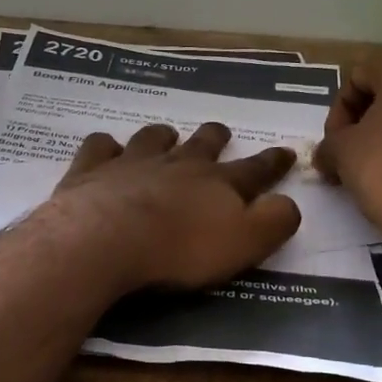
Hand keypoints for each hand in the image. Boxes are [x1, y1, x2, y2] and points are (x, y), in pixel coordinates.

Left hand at [46, 122, 300, 290]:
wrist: (106, 239)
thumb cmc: (180, 249)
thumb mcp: (244, 243)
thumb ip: (273, 222)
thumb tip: (289, 203)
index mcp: (217, 183)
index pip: (255, 170)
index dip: (273, 162)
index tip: (285, 151)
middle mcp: (177, 164)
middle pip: (202, 143)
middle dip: (215, 137)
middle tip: (220, 131)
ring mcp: (132, 162)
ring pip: (152, 138)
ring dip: (163, 136)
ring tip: (165, 135)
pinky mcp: (92, 170)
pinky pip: (100, 147)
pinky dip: (106, 146)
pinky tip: (106, 149)